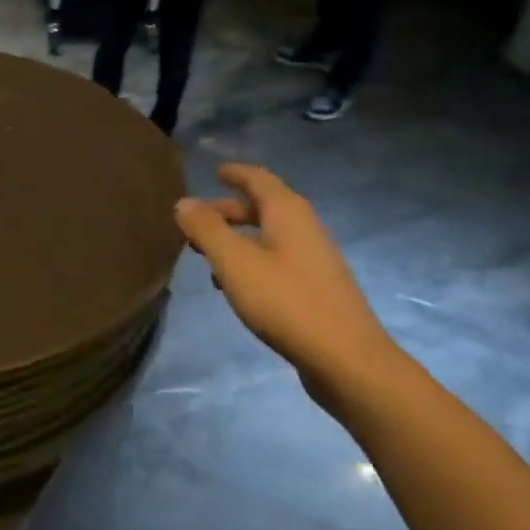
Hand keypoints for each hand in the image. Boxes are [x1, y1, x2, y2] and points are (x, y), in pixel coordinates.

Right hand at [175, 164, 395, 408]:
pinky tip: (235, 287)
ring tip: (208, 255)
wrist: (346, 358)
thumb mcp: (235, 262)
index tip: (214, 172)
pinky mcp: (316, 288)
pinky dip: (252, 262)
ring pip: (269, 237)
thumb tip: (184, 202)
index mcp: (287, 212)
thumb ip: (207, 229)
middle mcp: (305, 228)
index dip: (235, 173)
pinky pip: (277, 261)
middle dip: (228, 211)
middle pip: (263, 208)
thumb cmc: (285, 301)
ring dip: (238, 239)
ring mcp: (314, 259)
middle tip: (197, 222)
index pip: (258, 179)